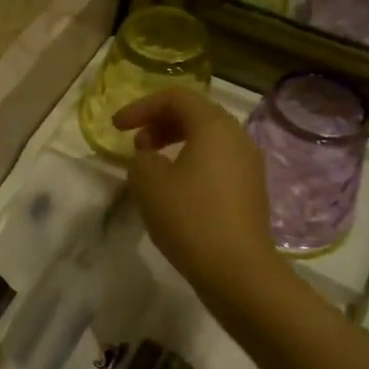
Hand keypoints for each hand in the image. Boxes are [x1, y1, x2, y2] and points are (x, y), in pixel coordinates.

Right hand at [112, 89, 279, 303]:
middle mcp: (238, 137)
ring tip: (151, 165)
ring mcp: (249, 165)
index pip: (176, 98)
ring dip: (175, 143)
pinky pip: (217, 161)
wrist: (237, 269)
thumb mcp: (148, 182)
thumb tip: (150, 157)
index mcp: (214, 126)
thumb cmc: (189, 217)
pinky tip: (175, 188)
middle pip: (196, 114)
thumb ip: (141, 158)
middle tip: (135, 143)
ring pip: (208, 139)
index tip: (116, 127)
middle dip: (160, 123)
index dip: (141, 107)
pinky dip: (192, 161)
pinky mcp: (251, 190)